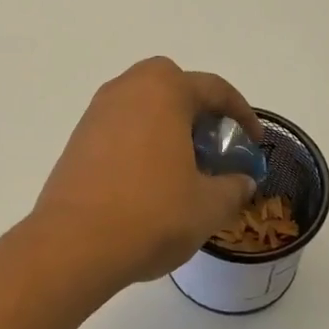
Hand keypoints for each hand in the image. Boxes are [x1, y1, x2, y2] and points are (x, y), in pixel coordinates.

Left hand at [31, 58, 260, 289]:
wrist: (74, 243)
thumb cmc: (151, 214)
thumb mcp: (208, 206)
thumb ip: (233, 188)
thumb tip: (241, 182)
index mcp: (163, 91)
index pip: (213, 89)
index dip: (241, 114)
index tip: (253, 141)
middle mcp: (126, 90)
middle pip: (170, 84)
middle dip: (195, 107)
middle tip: (211, 143)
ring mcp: (96, 114)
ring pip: (141, 105)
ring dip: (165, 124)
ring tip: (182, 165)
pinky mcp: (77, 140)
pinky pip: (119, 127)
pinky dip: (139, 141)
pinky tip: (148, 179)